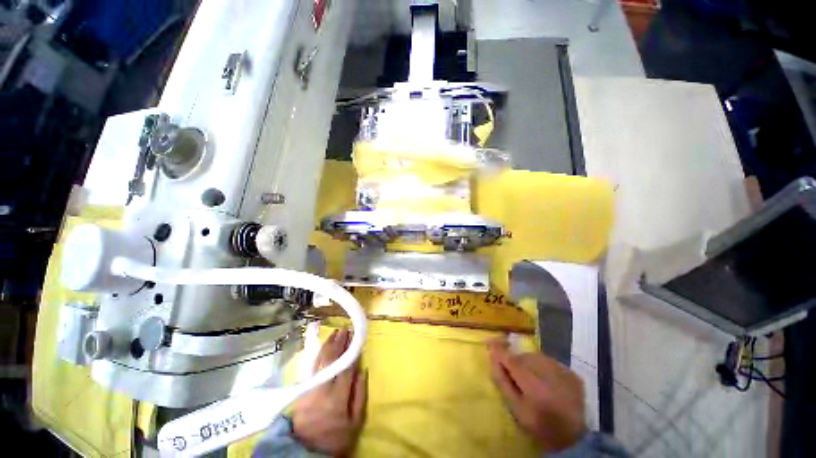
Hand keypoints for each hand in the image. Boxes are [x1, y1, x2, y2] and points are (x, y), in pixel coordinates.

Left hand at [293, 329, 366, 456]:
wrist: (305, 450)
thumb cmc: (335, 437)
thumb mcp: (355, 422)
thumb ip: (359, 395)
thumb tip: (362, 370)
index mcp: (338, 396)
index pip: (346, 366)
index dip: (351, 350)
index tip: (355, 337)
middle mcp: (322, 387)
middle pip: (332, 359)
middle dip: (339, 342)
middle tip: (346, 329)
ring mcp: (310, 387)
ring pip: (320, 360)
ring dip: (328, 344)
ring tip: (335, 332)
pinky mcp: (302, 388)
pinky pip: (311, 366)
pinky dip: (318, 353)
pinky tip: (323, 346)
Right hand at [488, 339, 586, 452]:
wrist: (574, 439)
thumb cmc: (539, 425)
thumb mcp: (515, 408)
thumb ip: (502, 382)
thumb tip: (492, 357)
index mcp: (533, 386)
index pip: (512, 360)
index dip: (499, 350)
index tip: (489, 341)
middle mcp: (549, 374)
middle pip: (524, 357)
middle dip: (516, 361)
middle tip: (515, 374)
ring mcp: (563, 372)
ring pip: (537, 357)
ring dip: (529, 362)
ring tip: (531, 378)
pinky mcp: (572, 374)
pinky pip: (550, 361)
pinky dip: (543, 366)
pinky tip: (546, 380)